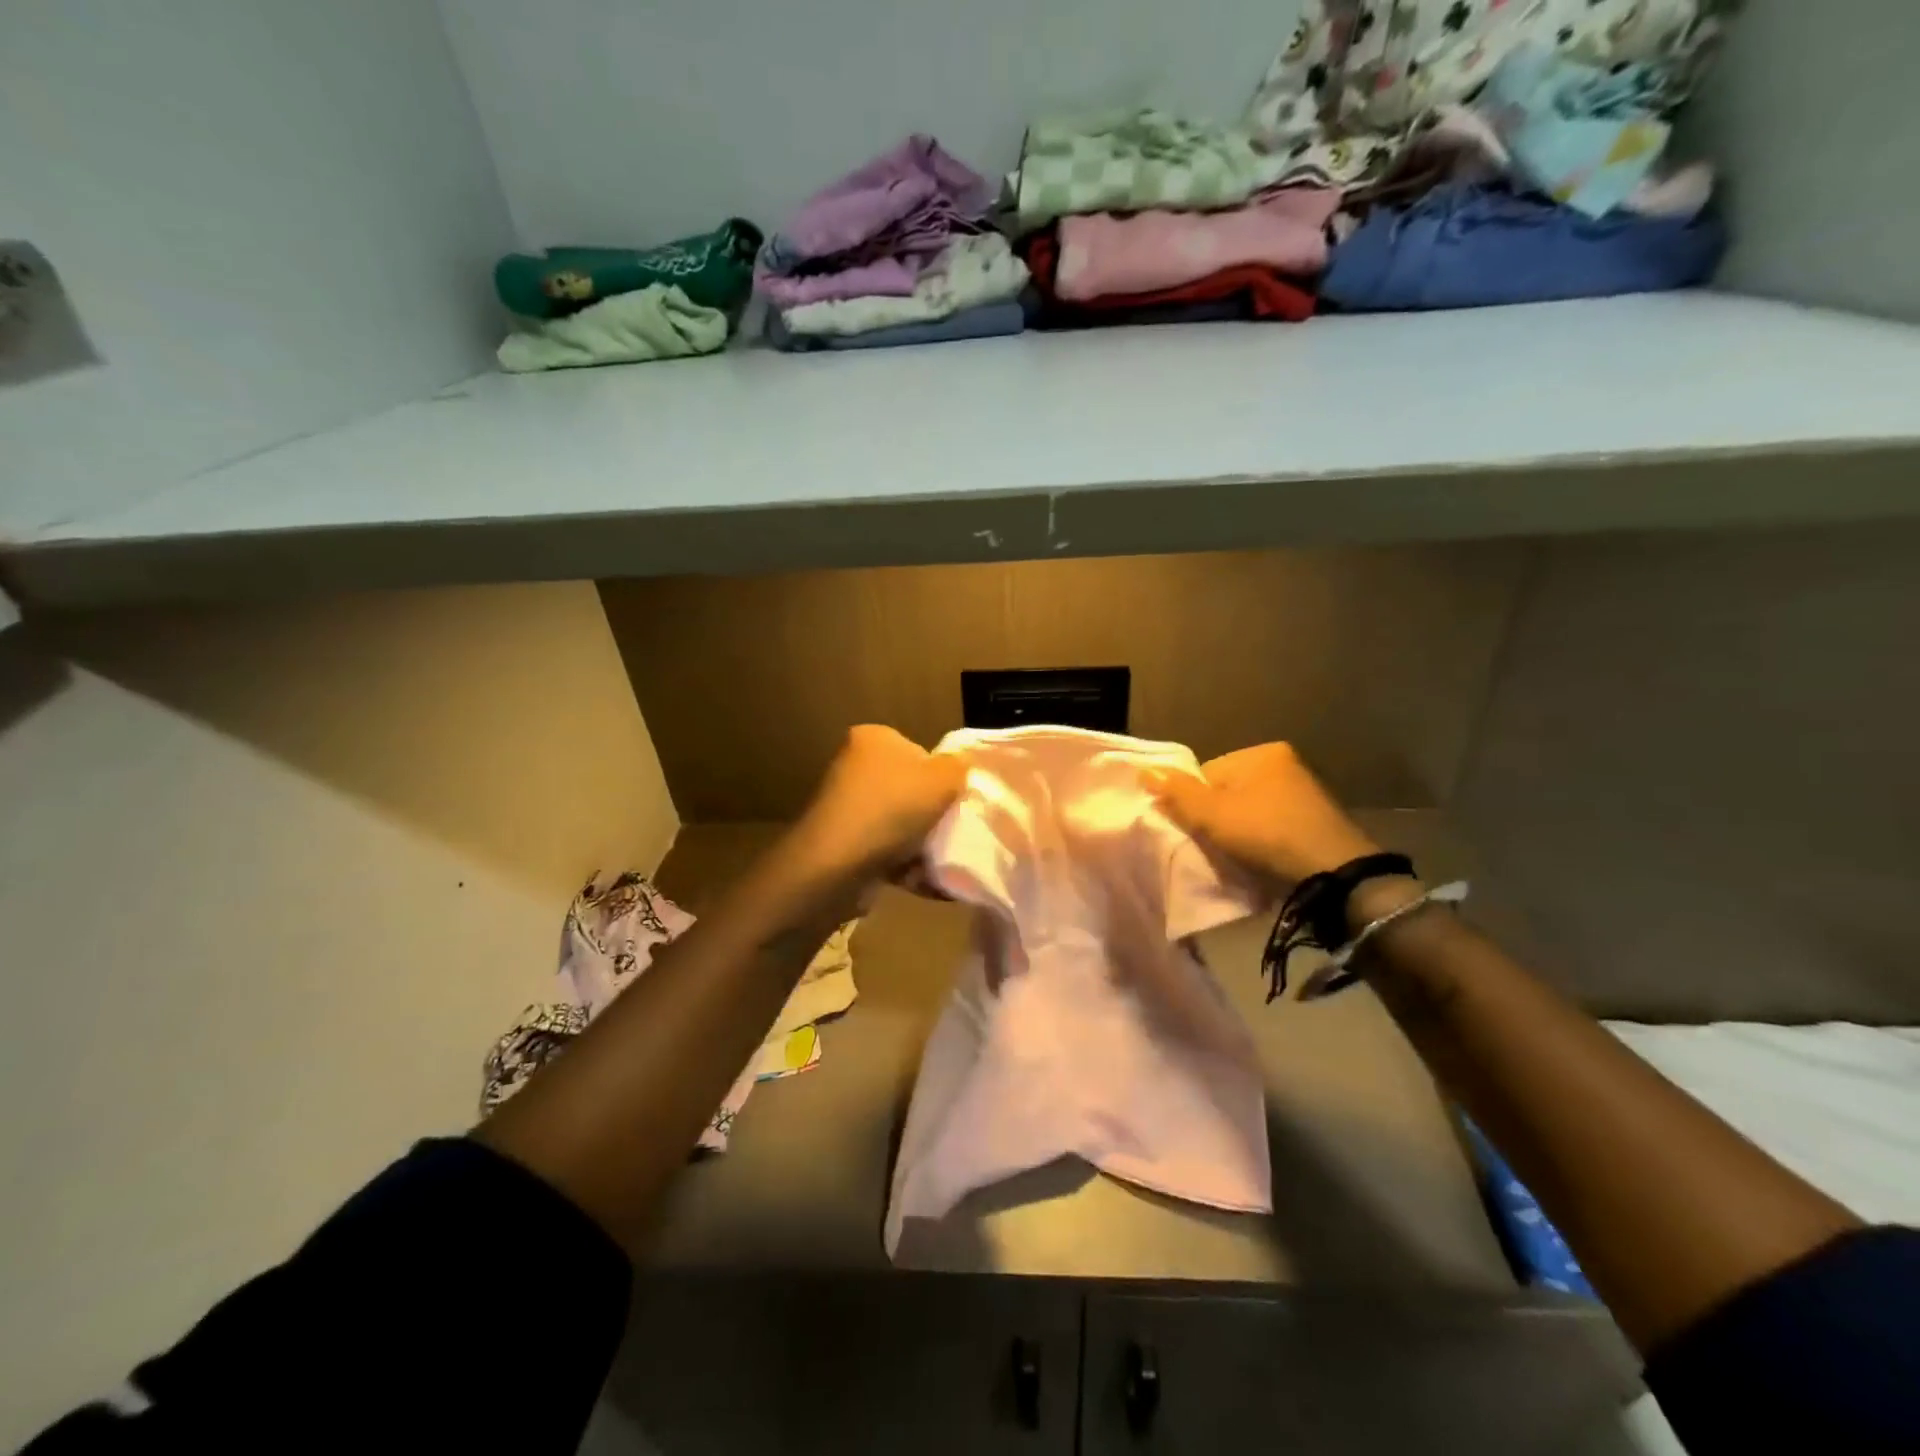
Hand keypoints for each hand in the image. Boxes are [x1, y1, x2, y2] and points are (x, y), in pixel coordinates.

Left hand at [788, 725, 966, 879]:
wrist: (836, 865)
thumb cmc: (893, 808)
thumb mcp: (943, 778)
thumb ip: (960, 766)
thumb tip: (960, 767)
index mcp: (873, 739)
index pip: (919, 752)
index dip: (942, 778)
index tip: (956, 801)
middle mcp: (854, 767)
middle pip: (910, 791)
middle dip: (932, 816)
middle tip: (955, 833)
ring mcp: (846, 808)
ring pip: (900, 825)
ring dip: (922, 846)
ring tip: (943, 864)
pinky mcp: (842, 844)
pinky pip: (885, 852)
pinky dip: (906, 867)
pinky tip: (927, 883)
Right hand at [1147, 742, 1380, 888]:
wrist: (1334, 873)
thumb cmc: (1266, 834)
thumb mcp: (1212, 815)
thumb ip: (1177, 793)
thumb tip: (1144, 770)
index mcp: (1261, 753)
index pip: (1207, 774)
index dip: (1195, 804)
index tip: (1198, 831)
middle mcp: (1286, 764)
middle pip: (1229, 793)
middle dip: (1218, 819)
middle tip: (1216, 846)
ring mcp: (1305, 792)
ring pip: (1250, 811)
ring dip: (1240, 832)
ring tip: (1239, 857)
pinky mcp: (1318, 821)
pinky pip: (1273, 826)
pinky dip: (1263, 841)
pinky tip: (1262, 860)